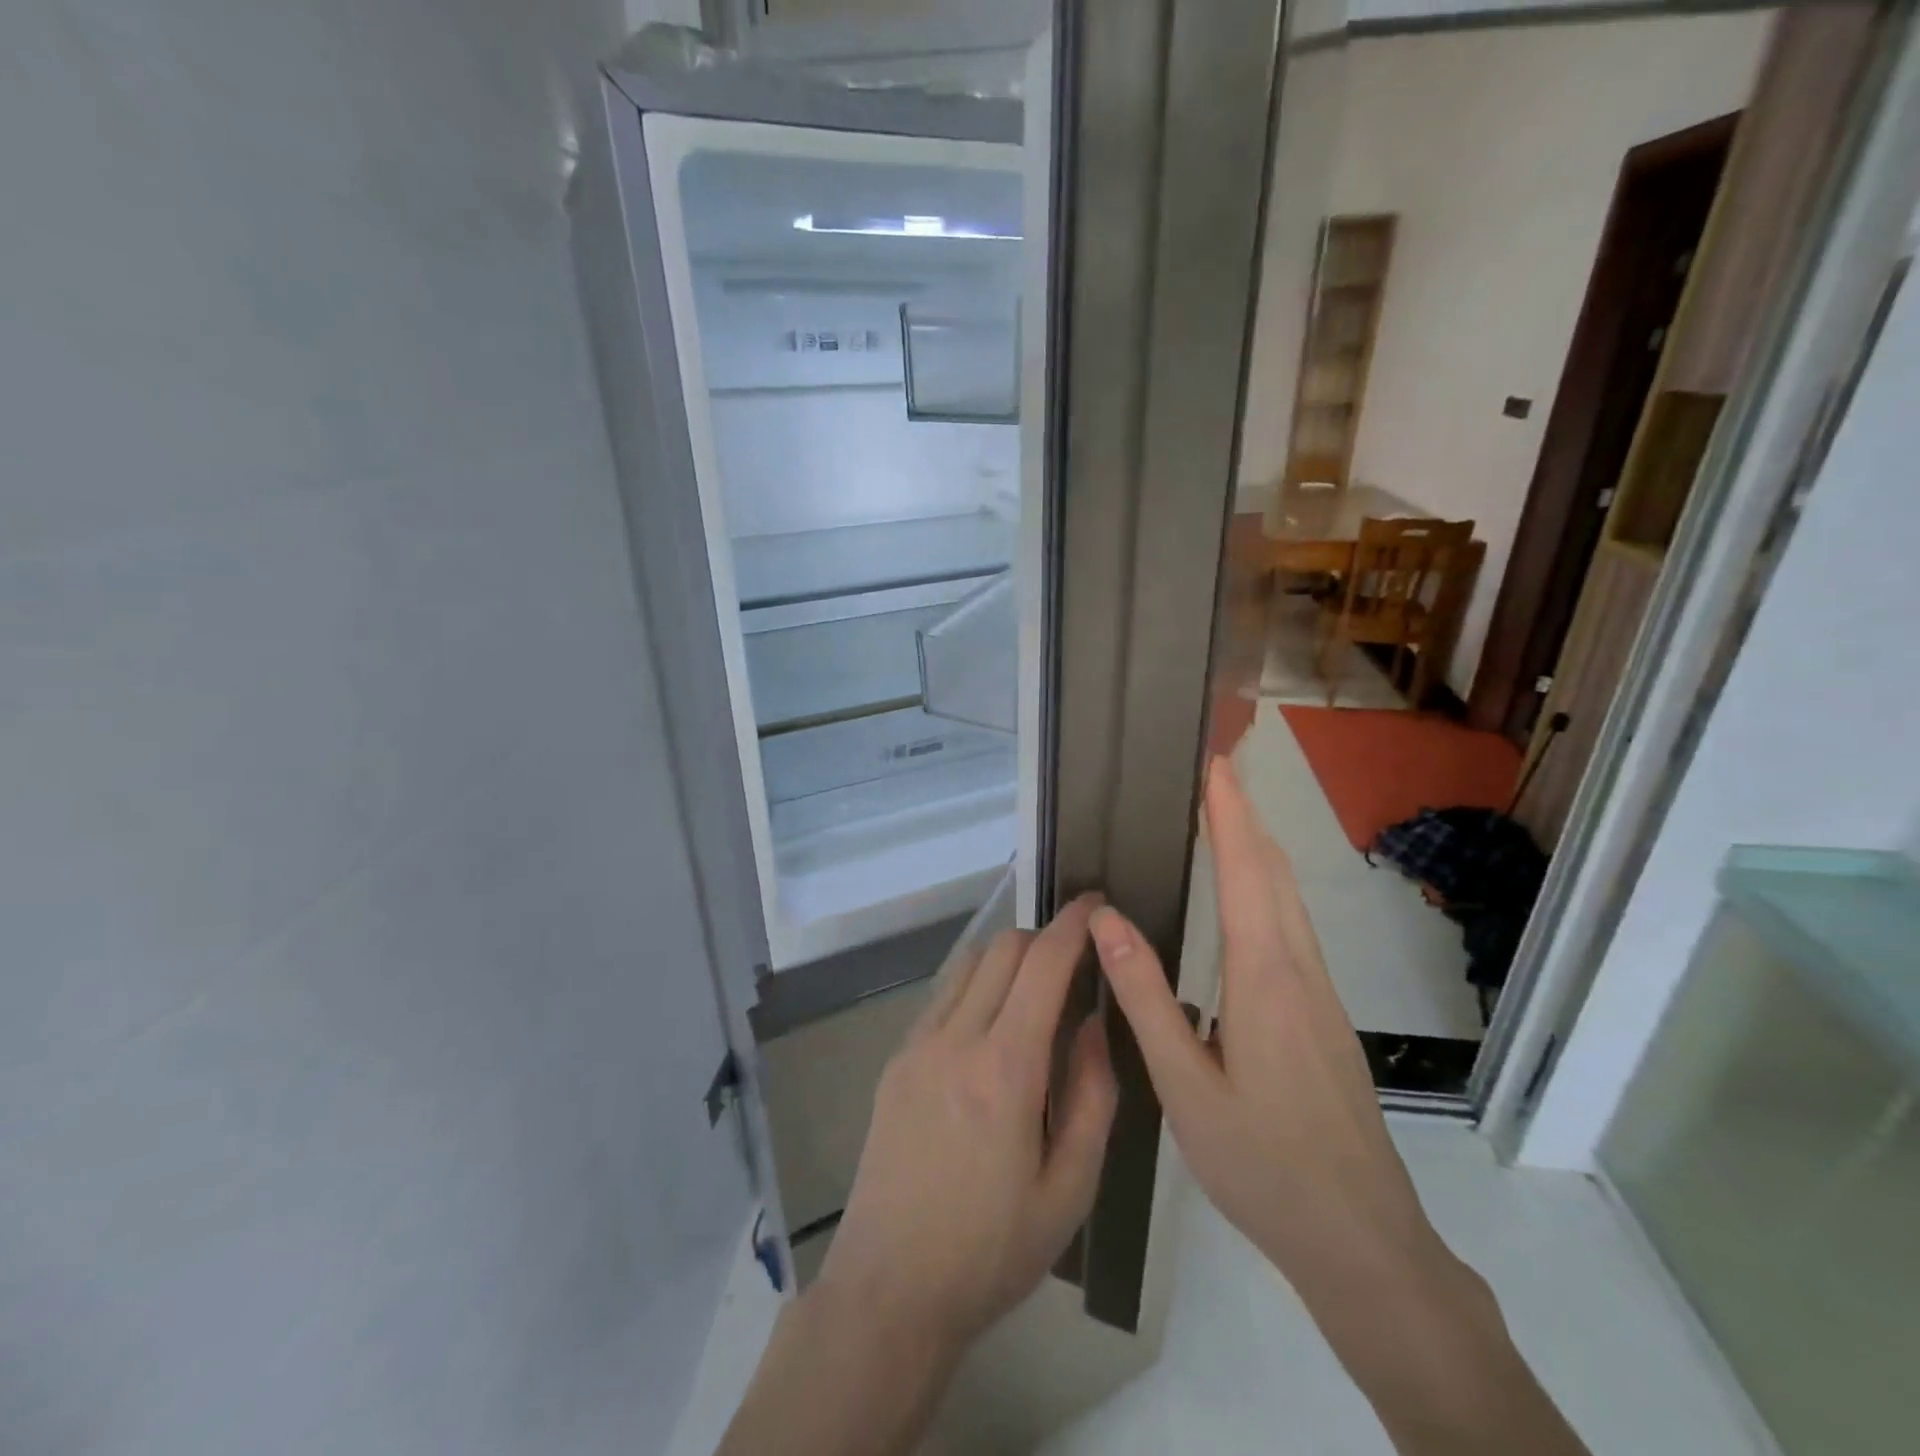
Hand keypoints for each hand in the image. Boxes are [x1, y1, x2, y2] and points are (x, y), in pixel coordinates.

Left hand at [815, 895, 1118, 1355]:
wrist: (891, 1287)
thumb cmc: (992, 1250)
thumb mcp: (1070, 1190)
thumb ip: (1092, 1096)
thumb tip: (1091, 1022)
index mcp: (1005, 1069)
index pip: (1043, 964)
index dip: (1073, 924)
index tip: (1096, 902)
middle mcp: (955, 1039)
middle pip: (1002, 949)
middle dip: (1044, 938)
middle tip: (1075, 961)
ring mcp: (917, 1045)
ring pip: (968, 964)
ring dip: (1007, 959)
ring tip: (1035, 990)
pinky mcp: (896, 1060)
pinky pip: (943, 997)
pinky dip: (976, 986)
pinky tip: (991, 1027)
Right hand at [1088, 759, 1444, 1302]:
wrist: (1363, 1239)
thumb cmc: (1264, 1164)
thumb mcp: (1184, 1087)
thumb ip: (1145, 998)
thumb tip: (1107, 919)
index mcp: (1265, 978)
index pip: (1247, 872)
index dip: (1230, 814)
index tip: (1215, 764)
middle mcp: (1300, 971)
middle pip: (1276, 873)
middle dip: (1247, 816)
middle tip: (1215, 774)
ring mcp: (1322, 994)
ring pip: (1291, 899)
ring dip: (1260, 848)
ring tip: (1225, 817)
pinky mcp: (1325, 1015)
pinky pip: (1294, 927)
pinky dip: (1268, 886)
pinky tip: (1247, 899)